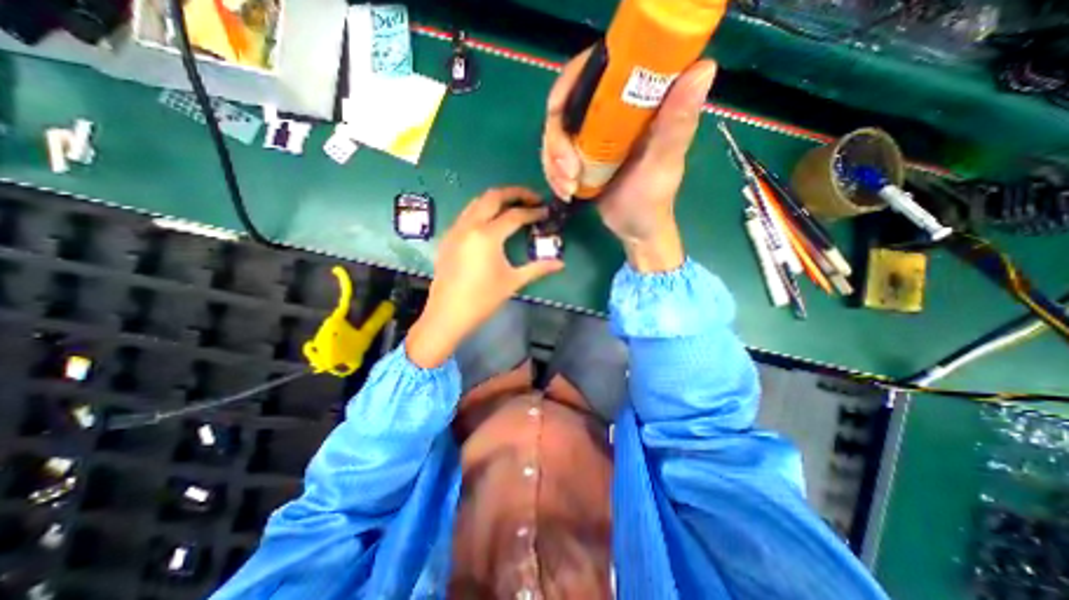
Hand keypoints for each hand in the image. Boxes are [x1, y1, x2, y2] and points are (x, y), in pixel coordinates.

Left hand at [407, 187, 562, 368]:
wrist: (448, 315)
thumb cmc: (483, 300)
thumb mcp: (513, 282)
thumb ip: (538, 268)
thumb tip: (561, 263)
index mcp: (487, 236)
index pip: (514, 215)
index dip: (533, 212)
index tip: (546, 213)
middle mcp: (469, 225)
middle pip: (493, 196)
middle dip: (515, 193)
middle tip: (532, 198)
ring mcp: (455, 230)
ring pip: (477, 202)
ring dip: (497, 199)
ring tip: (514, 206)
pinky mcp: (448, 238)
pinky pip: (466, 214)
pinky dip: (482, 210)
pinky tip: (491, 223)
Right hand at [544, 51, 717, 271]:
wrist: (635, 229)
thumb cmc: (652, 200)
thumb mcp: (663, 164)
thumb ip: (677, 124)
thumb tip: (703, 68)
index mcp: (637, 102)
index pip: (596, 70)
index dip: (569, 85)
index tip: (559, 117)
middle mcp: (612, 111)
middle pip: (566, 104)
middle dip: (557, 141)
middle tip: (567, 172)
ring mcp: (594, 134)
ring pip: (556, 132)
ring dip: (553, 162)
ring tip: (567, 188)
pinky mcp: (582, 154)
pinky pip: (555, 154)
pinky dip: (553, 173)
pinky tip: (564, 190)